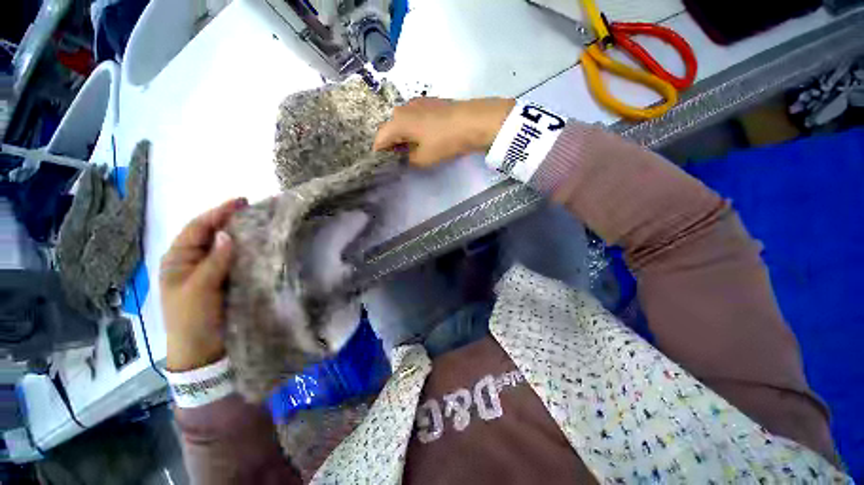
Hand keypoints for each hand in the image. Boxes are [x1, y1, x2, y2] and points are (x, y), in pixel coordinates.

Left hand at [160, 198, 247, 371]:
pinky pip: (236, 260)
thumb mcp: (198, 289)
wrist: (201, 350)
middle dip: (232, 220)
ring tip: (262, 223)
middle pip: (213, 234)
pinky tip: (260, 246)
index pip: (198, 228)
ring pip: (227, 246)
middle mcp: (193, 261)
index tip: (242, 201)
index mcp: (178, 259)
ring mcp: (211, 270)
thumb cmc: (192, 319)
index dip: (218, 212)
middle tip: (256, 210)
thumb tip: (228, 234)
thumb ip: (214, 262)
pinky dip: (247, 251)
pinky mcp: (225, 280)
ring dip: (242, 235)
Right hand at [374, 97, 514, 166]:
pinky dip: (413, 128)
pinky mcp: (430, 102)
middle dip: (391, 144)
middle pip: (390, 128)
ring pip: (403, 121)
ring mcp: (417, 102)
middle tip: (397, 159)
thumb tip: (404, 157)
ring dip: (403, 136)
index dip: (379, 153)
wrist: (473, 121)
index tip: (381, 164)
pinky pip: (414, 117)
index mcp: (397, 121)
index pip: (380, 138)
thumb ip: (408, 160)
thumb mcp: (424, 158)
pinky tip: (423, 137)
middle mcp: (403, 108)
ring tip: (410, 149)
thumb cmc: (444, 141)